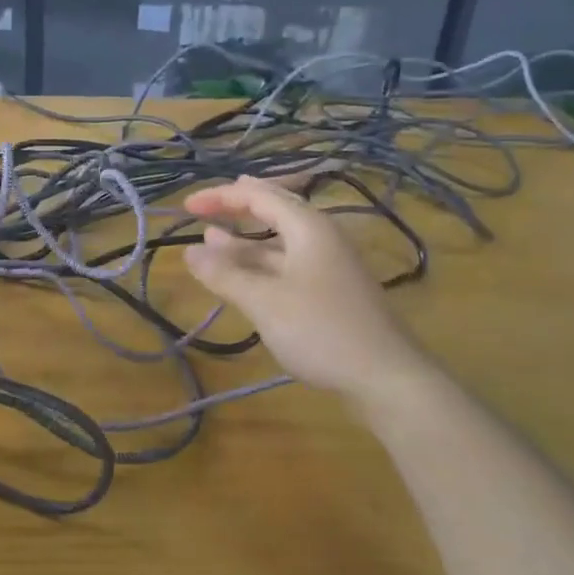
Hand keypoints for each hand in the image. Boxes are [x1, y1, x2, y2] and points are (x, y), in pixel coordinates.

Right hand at [182, 175, 428, 400]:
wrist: (387, 378)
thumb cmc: (322, 330)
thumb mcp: (264, 301)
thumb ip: (225, 274)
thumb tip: (189, 251)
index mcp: (309, 227)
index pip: (259, 196)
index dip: (220, 196)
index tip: (186, 206)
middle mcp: (321, 238)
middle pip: (274, 210)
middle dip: (237, 208)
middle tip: (205, 207)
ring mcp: (328, 266)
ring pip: (279, 242)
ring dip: (244, 240)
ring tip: (211, 239)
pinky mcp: (330, 292)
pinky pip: (287, 264)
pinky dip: (259, 265)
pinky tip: (242, 276)